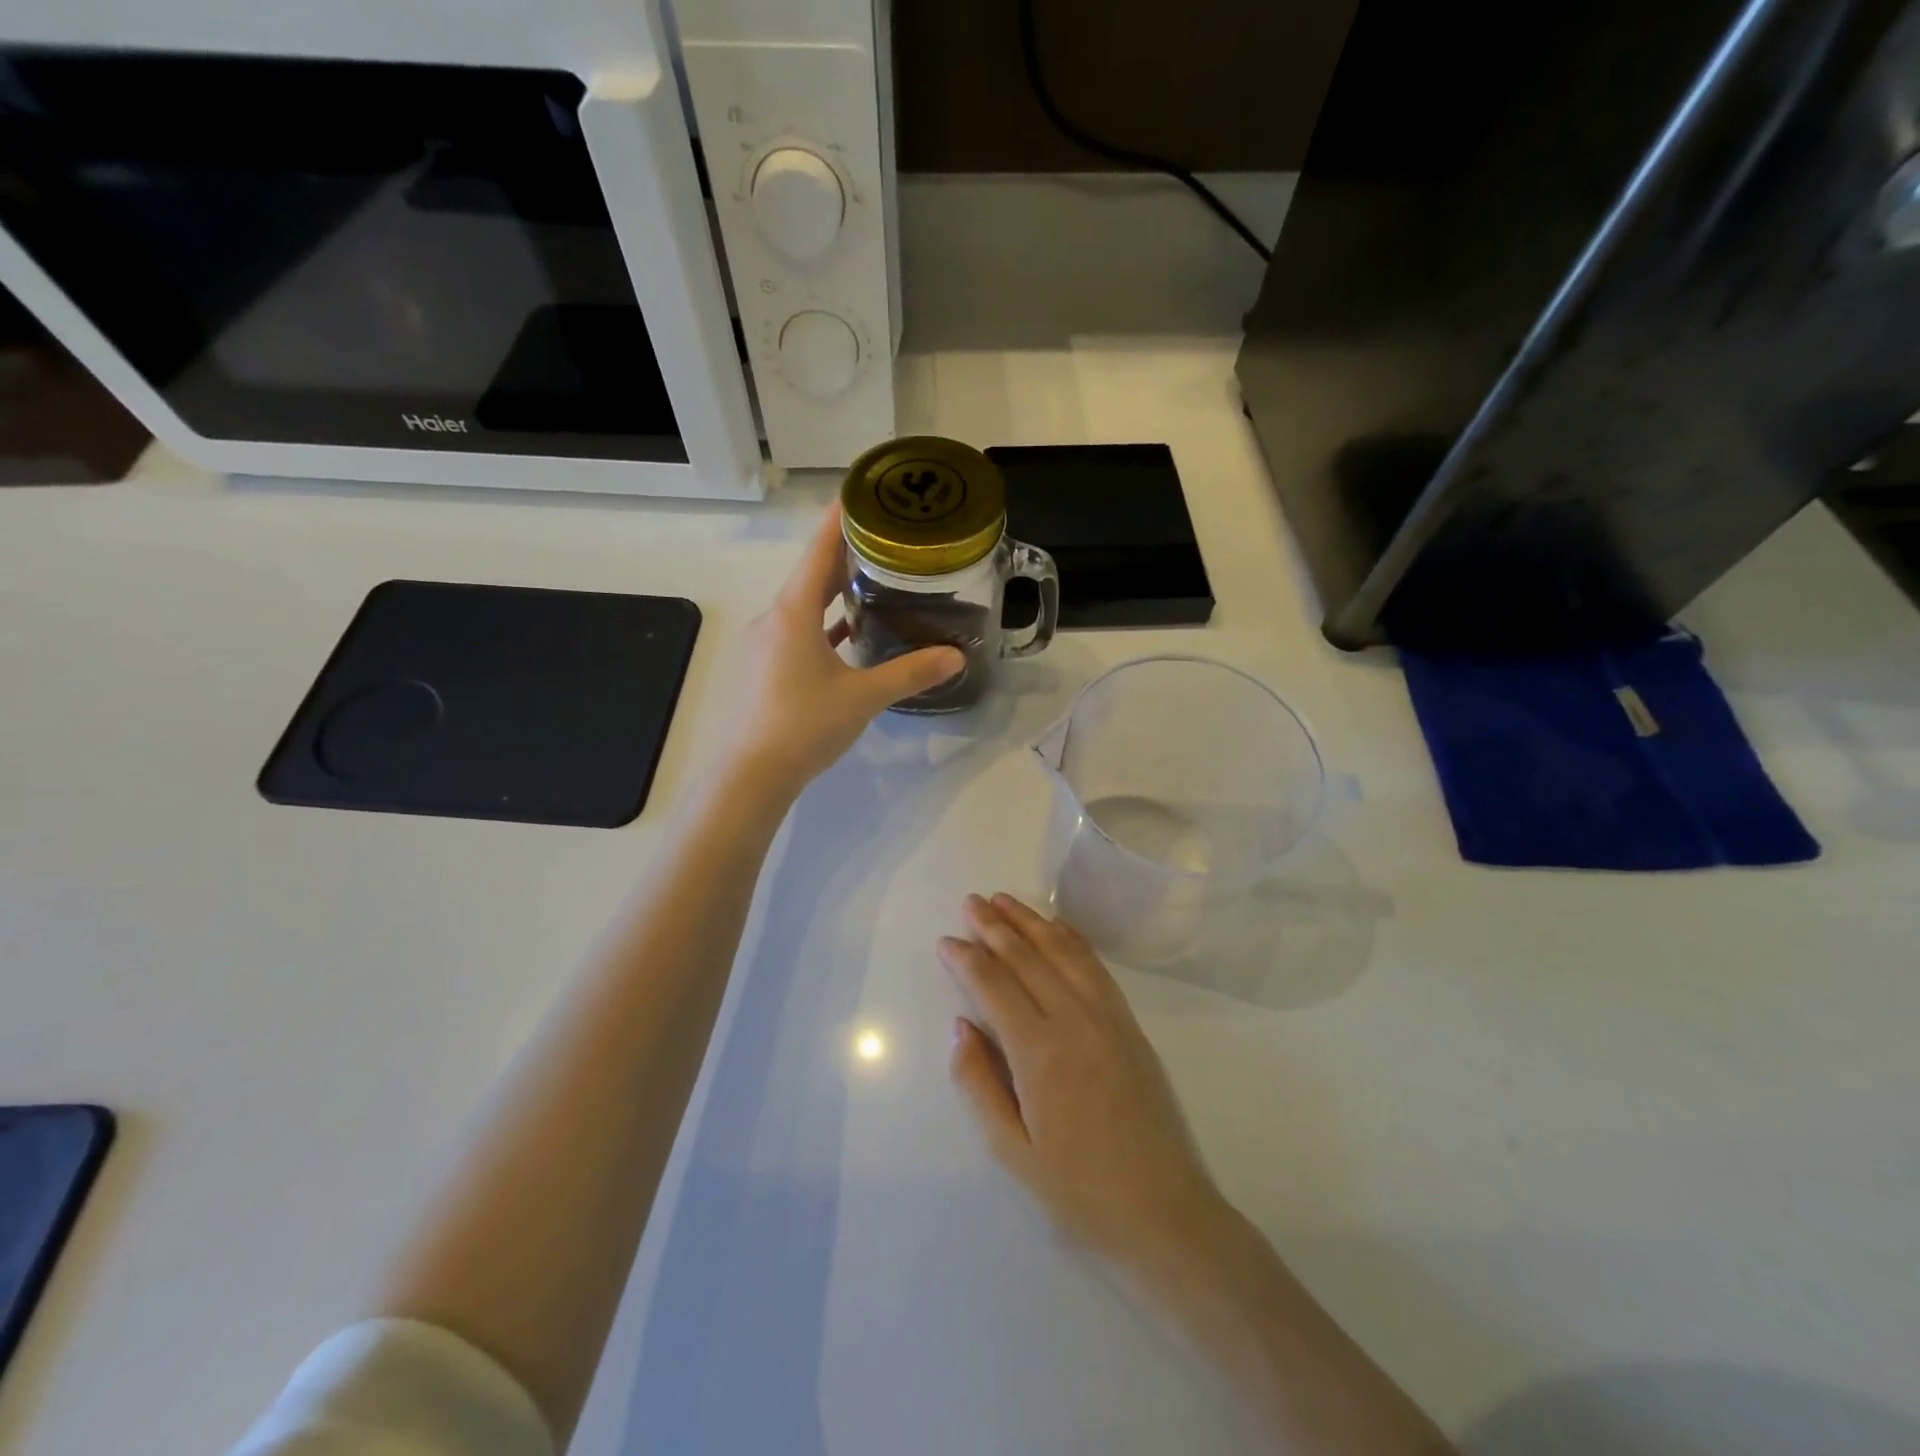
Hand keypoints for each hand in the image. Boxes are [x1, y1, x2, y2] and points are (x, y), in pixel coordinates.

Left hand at [720, 505, 963, 796]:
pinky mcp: (764, 668)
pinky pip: (798, 633)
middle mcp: (774, 619)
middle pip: (812, 575)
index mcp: (793, 612)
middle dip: (846, 556)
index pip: (819, 550)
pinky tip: (847, 635)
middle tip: (887, 540)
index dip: (841, 519)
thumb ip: (910, 673)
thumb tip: (956, 657)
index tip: (864, 493)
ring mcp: (765, 644)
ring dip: (834, 593)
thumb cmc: (804, 725)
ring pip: (804, 606)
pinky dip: (823, 627)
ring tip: (874, 583)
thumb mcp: (863, 697)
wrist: (751, 774)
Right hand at [938, 894, 1232, 1275]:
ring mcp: (1107, 1017)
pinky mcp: (1129, 1023)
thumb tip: (962, 1026)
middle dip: (994, 926)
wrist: (1163, 1210)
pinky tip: (1056, 927)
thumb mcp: (1012, 1150)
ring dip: (1031, 922)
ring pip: (1062, 952)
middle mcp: (1073, 1020)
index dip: (966, 958)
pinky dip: (1071, 939)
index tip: (946, 940)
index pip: (994, 986)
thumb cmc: (1078, 1189)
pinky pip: (1096, 966)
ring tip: (1005, 900)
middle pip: (1027, 958)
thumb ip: (979, 1083)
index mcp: (1039, 1053)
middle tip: (971, 903)